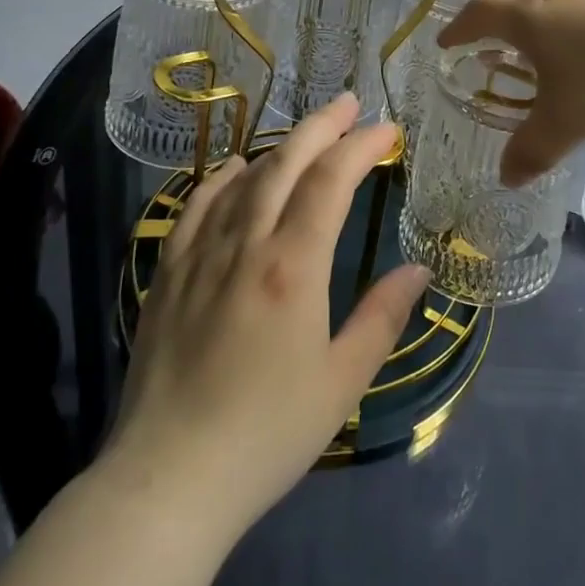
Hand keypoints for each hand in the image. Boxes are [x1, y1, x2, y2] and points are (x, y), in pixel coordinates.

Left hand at [97, 96, 430, 541]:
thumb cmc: (267, 434)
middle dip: (321, 127)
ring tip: (306, 134)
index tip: (386, 129)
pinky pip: (195, 208)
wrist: (167, 481)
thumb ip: (382, 317)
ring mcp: (201, 256)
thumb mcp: (342, 382)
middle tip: (348, 104)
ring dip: (279, 147)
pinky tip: (235, 170)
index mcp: (293, 267)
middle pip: (286, 164)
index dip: (360, 147)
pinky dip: (220, 179)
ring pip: (243, 179)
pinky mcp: (169, 275)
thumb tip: (417, 269)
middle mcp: (246, 245)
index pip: (331, 182)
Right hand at [438, 0, 584, 183]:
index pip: (480, 15)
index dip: (459, 29)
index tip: (445, 43)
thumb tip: (506, 179)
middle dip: (491, 24)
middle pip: (511, 3)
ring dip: (530, 29)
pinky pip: (576, 19)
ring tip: (528, 56)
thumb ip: (531, 150)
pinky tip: (579, 61)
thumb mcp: (565, 121)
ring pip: (547, 9)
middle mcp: (554, 2)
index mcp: (528, 19)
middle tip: (481, 46)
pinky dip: (562, 36)